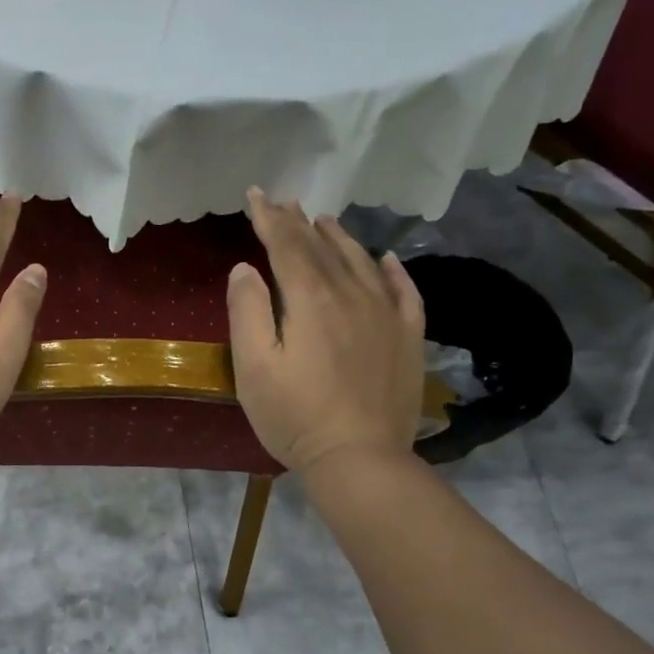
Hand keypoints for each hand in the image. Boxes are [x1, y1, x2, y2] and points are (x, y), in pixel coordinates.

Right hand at [227, 189, 426, 472]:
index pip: (287, 246)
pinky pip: (404, 292)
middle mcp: (352, 295)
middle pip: (323, 249)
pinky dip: (393, 270)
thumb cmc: (294, 417)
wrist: (360, 458)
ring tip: (324, 220)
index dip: (269, 218)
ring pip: (362, 262)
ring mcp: (386, 315)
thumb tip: (245, 268)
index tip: (256, 195)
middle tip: (284, 202)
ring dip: (340, 238)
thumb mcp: (254, 368)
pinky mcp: (408, 339)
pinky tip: (386, 258)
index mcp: (310, 300)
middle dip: (298, 223)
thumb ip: (248, 312)